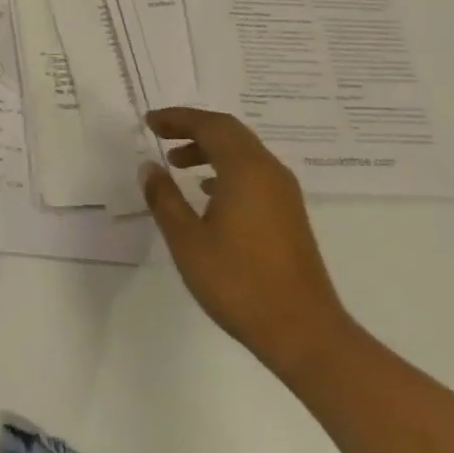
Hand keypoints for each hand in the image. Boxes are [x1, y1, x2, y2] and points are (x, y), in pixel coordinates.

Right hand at [142, 107, 355, 381]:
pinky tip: (207, 193)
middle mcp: (269, 171)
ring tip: (177, 164)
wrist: (304, 333)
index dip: (177, 119)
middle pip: (228, 132)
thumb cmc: (239, 282)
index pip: (208, 125)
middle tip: (160, 134)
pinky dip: (226, 169)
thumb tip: (148, 167)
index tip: (149, 122)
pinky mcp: (290, 215)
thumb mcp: (187, 240)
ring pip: (243, 152)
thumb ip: (164, 198)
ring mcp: (284, 193)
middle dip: (192, 128)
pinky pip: (253, 173)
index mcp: (245, 169)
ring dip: (209, 149)